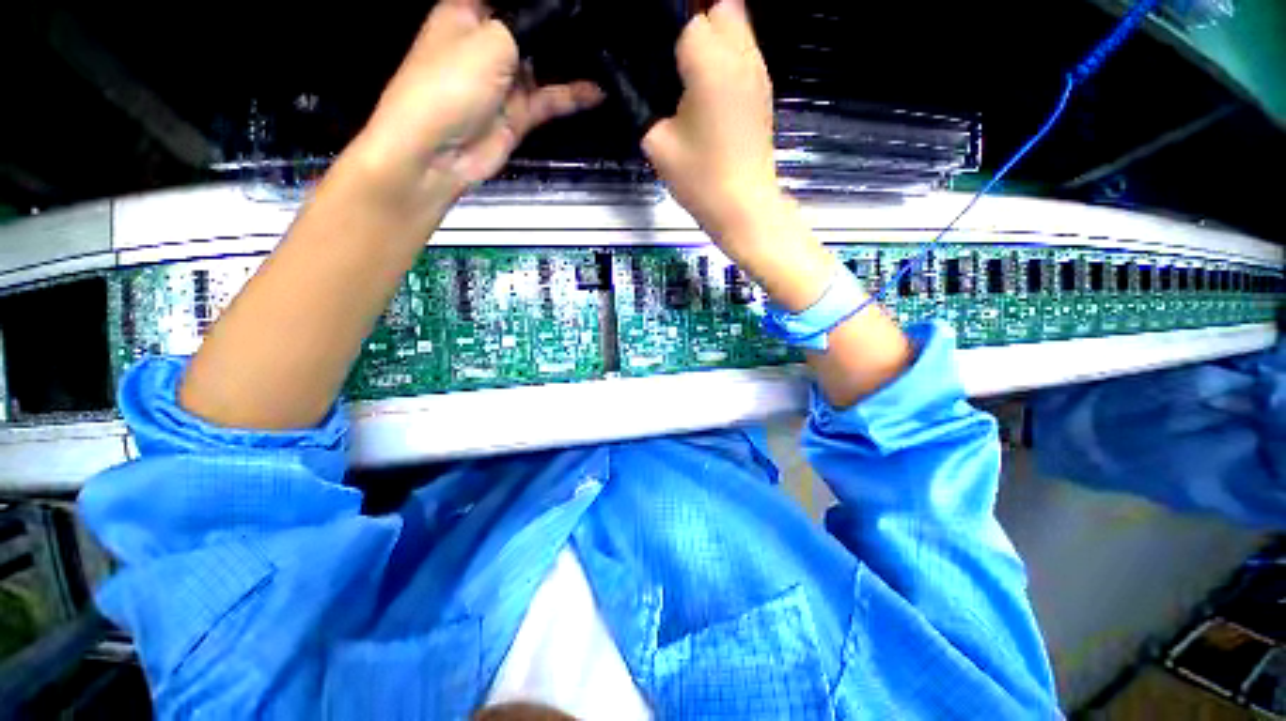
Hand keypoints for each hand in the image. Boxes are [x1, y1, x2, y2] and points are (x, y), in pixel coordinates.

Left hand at [354, 0, 603, 198]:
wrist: (436, 152)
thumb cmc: (450, 84)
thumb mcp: (491, 40)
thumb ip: (528, 26)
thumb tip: (556, 18)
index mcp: (468, 13)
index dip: (540, 3)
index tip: (573, 6)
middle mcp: (487, 45)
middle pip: (529, 31)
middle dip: (559, 29)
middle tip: (591, 30)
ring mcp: (504, 83)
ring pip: (543, 66)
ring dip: (569, 64)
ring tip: (601, 57)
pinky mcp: (517, 115)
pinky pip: (550, 100)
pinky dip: (572, 97)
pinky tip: (595, 91)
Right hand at [642, 0, 779, 242]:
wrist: (743, 207)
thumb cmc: (700, 180)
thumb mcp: (657, 144)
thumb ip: (639, 104)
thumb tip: (627, 81)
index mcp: (709, 63)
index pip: (685, 16)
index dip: (664, 27)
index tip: (649, 49)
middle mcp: (740, 54)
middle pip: (719, 6)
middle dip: (693, 19)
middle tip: (670, 54)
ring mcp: (757, 70)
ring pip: (738, 21)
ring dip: (712, 30)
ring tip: (687, 66)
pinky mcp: (763, 88)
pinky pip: (745, 48)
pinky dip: (727, 50)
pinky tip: (707, 82)